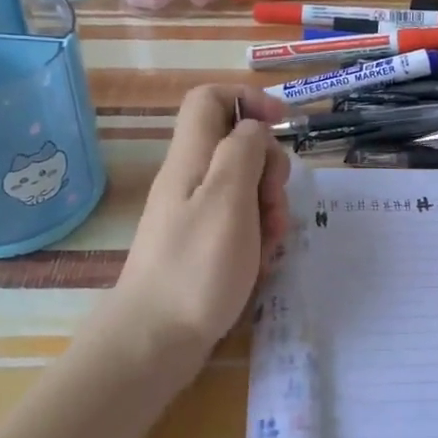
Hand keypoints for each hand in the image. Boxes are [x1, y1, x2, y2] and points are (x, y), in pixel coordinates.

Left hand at [105, 85, 290, 384]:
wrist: (154, 339)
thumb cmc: (197, 266)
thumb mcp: (228, 198)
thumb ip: (243, 151)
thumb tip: (254, 128)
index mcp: (192, 157)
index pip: (211, 99)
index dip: (249, 100)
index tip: (282, 125)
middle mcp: (190, 177)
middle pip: (237, 145)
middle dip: (269, 168)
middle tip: (274, 203)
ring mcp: (194, 212)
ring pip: (244, 186)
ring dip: (268, 206)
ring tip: (270, 243)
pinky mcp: (201, 244)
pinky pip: (238, 221)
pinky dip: (256, 234)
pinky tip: (261, 262)